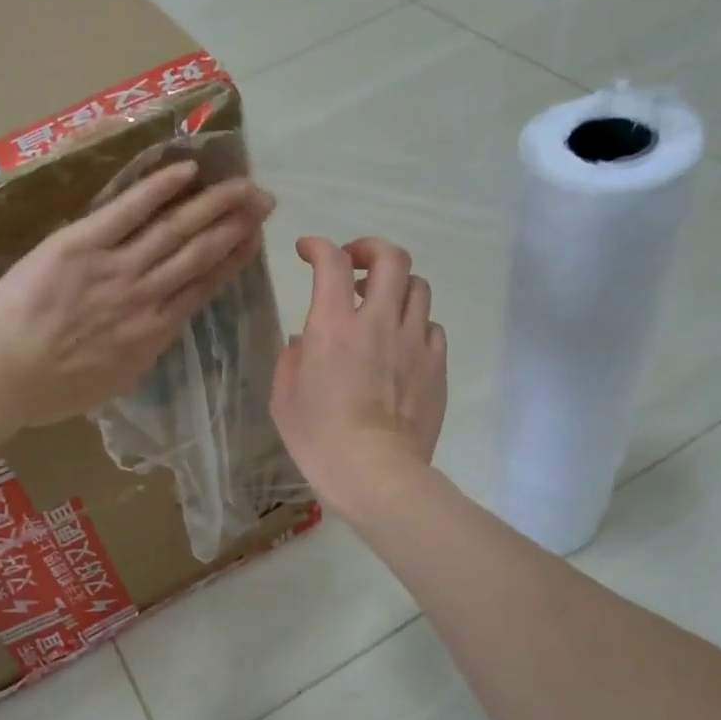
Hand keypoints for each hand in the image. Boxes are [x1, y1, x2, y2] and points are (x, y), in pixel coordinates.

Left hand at [0, 160, 273, 426]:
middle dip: (235, 224)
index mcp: (155, 331)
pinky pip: (128, 211)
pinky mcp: (82, 244)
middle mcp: (147, 295)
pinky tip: (187, 171)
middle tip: (263, 200)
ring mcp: (116, 267)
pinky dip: (159, 189)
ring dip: (212, 204)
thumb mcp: (116, 381)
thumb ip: (143, 350)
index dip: (234, 258)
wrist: (2, 374)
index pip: (205, 286)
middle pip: (200, 252)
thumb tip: (158, 329)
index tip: (255, 237)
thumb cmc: (54, 389)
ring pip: (175, 229)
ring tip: (240, 184)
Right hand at [271, 236, 447, 512]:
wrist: (375, 472)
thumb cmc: (319, 438)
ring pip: (418, 287)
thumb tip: (305, 340)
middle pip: (391, 258)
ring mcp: (414, 342)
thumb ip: (292, 358)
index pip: (331, 262)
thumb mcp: (284, 398)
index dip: (319, 246)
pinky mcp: (436, 365)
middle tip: (355, 263)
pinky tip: (402, 343)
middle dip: (371, 249)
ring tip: (381, 304)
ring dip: (397, 286)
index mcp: (333, 326)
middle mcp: (378, 321)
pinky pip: (432, 327)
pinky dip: (415, 324)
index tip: (308, 251)